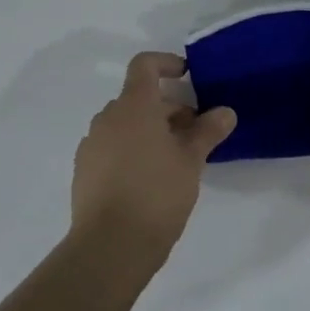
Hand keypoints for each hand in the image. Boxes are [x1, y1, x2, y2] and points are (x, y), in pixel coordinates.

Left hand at [70, 52, 235, 266]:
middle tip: (194, 133)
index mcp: (133, 105)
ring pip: (125, 124)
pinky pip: (111, 147)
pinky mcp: (84, 171)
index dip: (166, 63)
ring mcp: (92, 144)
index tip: (187, 76)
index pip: (144, 65)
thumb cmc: (156, 194)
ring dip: (149, 131)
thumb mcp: (191, 161)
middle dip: (167, 108)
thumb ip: (207, 131)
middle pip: (138, 98)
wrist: (109, 247)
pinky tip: (149, 180)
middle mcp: (107, 117)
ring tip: (175, 159)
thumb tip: (225, 112)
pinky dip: (131, 150)